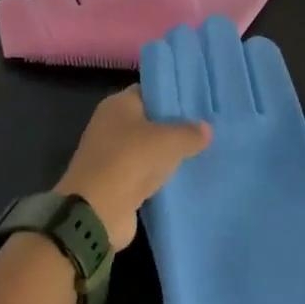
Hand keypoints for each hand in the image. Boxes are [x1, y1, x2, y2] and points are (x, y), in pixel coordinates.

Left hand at [56, 86, 209, 249]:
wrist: (97, 212)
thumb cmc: (131, 161)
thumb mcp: (169, 140)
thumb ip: (190, 132)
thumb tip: (205, 129)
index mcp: (118, 105)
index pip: (150, 91)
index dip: (174, 96)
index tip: (200, 103)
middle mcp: (111, 125)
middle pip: (150, 120)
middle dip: (175, 126)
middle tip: (206, 128)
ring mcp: (112, 155)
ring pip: (148, 148)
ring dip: (169, 154)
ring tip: (202, 151)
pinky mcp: (116, 182)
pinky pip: (145, 173)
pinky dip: (160, 176)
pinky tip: (185, 176)